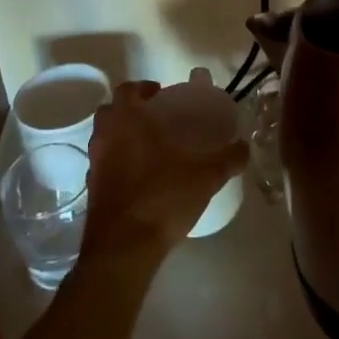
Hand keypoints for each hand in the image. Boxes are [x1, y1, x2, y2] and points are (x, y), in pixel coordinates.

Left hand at [81, 81, 249, 260]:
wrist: (123, 249)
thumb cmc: (161, 198)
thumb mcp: (205, 176)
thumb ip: (227, 159)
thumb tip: (245, 147)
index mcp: (127, 120)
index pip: (128, 89)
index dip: (144, 89)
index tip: (162, 96)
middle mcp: (106, 136)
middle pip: (112, 111)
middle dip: (132, 111)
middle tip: (157, 120)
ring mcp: (95, 163)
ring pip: (106, 138)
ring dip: (124, 137)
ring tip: (153, 149)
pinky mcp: (92, 190)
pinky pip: (105, 164)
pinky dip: (119, 163)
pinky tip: (143, 178)